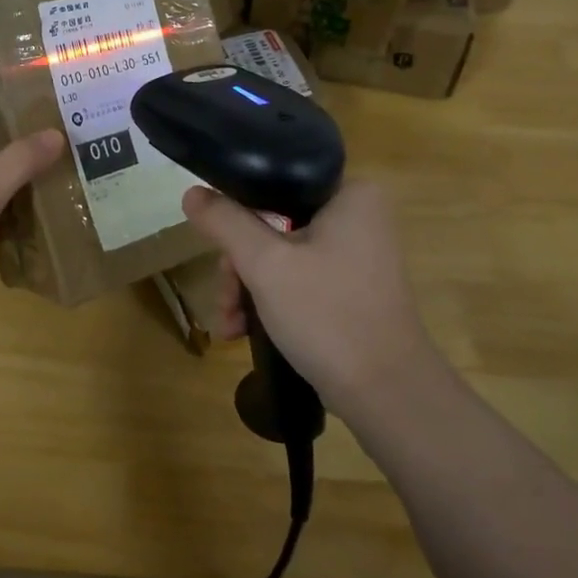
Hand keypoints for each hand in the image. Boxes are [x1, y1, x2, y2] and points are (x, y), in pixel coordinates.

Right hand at [180, 180, 443, 422]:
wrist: (385, 392)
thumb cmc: (326, 314)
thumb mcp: (265, 263)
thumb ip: (225, 222)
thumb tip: (192, 192)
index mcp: (350, 194)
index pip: (276, 184)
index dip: (237, 214)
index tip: (217, 250)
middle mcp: (359, 217)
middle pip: (274, 224)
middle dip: (240, 266)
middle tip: (225, 299)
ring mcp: (358, 256)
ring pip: (282, 256)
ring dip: (248, 289)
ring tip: (229, 325)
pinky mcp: (352, 289)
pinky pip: (300, 280)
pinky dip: (271, 302)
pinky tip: (244, 331)